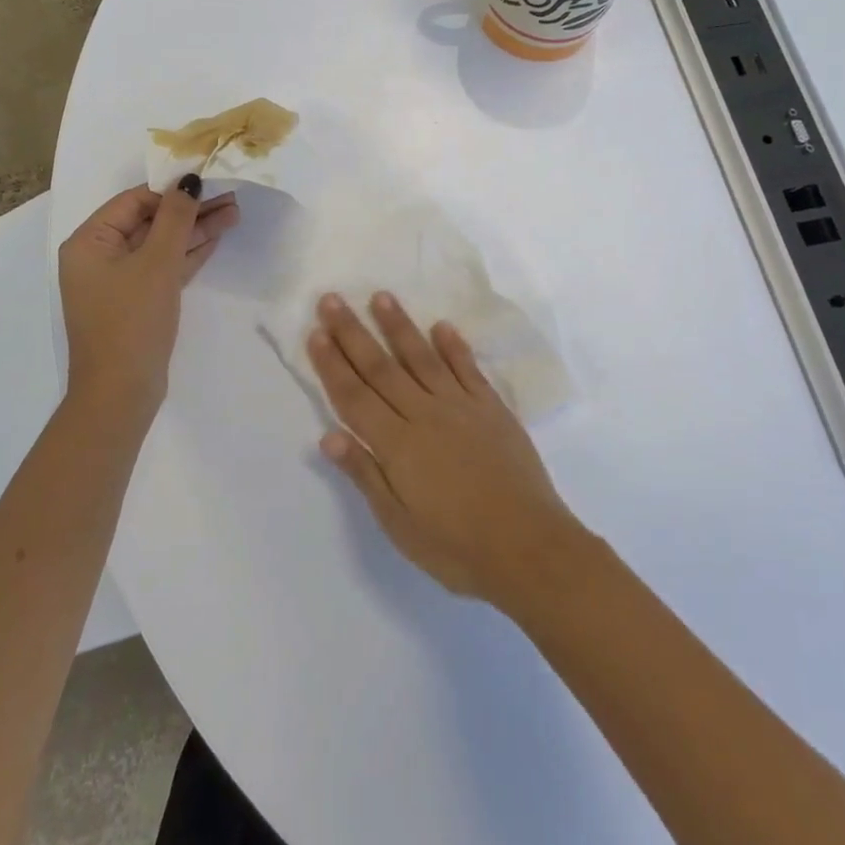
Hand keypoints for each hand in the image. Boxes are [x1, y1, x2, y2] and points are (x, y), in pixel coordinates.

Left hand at [59, 180, 238, 416]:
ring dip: (194, 230)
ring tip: (234, 213)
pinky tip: (216, 238)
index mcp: (89, 242)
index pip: (133, 201)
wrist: (121, 394)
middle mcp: (99, 257)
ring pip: (161, 245)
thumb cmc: (131, 321)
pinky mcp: (138, 301)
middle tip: (231, 197)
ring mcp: (119, 281)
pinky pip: (163, 267)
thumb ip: (175, 218)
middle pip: (149, 221)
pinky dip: (188, 254)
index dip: (171, 189)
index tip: (209, 181)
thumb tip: (189, 179)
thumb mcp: (156, 263)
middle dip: (189, 210)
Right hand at [307, 292, 582, 607]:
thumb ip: (366, 475)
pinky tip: (442, 326)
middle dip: (353, 332)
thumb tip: (328, 436)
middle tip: (332, 299)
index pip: (354, 396)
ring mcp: (461, 408)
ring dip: (399, 326)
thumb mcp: (399, 524)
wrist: (529, 548)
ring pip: (422, 358)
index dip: (332, 364)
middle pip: (381, 368)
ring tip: (381, 296)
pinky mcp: (492, 409)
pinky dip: (454, 346)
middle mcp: (424, 415)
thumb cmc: (456, 546)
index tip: (316, 332)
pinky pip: (468, 369)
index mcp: (397, 444)